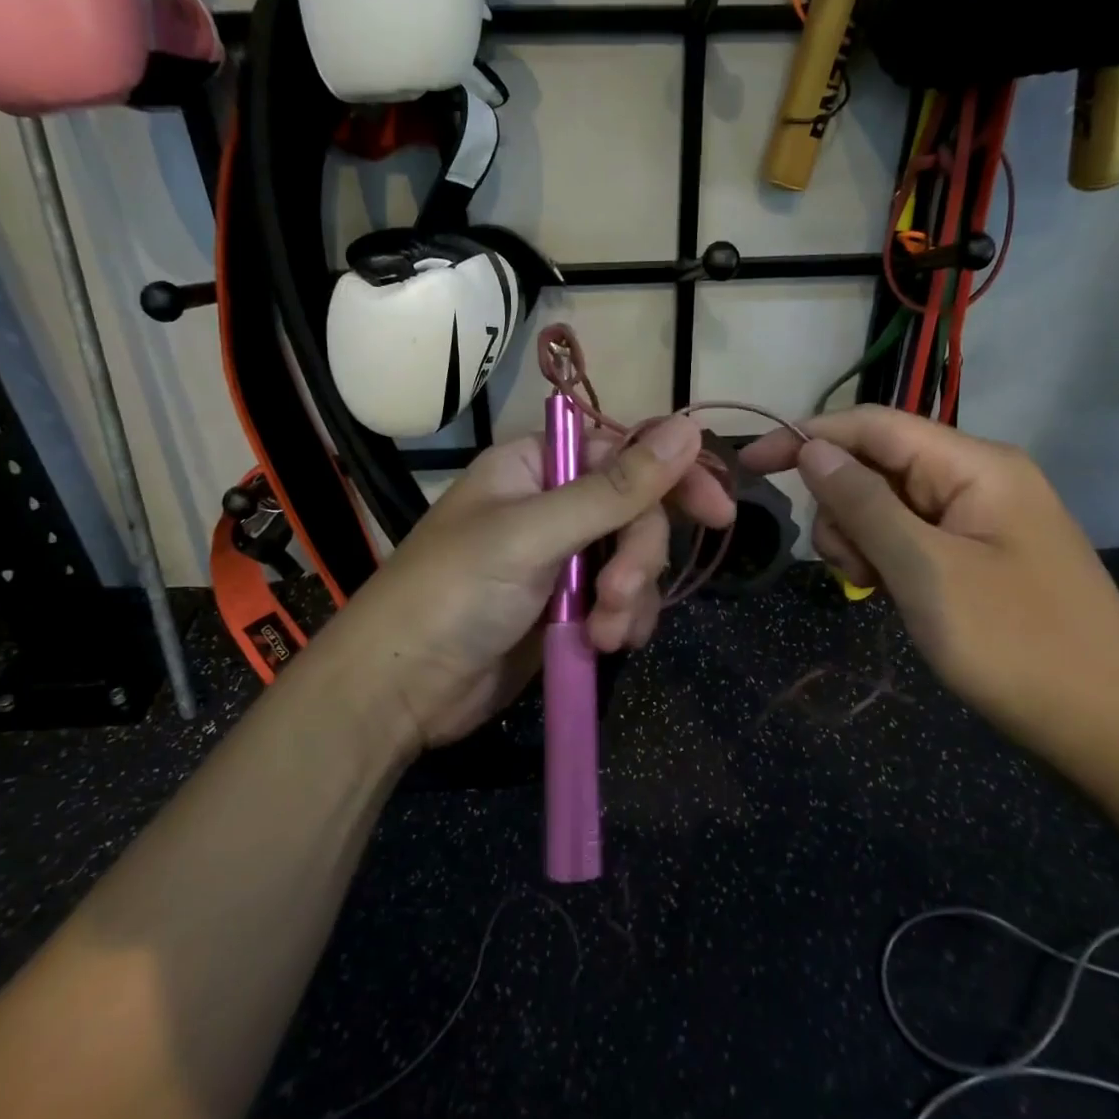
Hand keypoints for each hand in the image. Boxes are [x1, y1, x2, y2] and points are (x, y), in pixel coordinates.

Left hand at [322, 416, 735, 750]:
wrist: (401, 689)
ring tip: (603, 633)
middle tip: (619, 594)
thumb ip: (614, 489)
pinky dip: (625, 621)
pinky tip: (606, 645)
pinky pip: (622, 601)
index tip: (717, 511)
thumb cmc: (453, 593)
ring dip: (632, 597)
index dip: (673, 475)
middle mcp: (554, 504)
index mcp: (537, 465)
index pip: (624, 451)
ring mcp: (563, 558)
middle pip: (636, 511)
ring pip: (636, 560)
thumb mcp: (534, 535)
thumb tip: (688, 429)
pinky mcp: (569, 606)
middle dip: (638, 557)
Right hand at [741, 406, 1118, 762]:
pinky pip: (911, 536)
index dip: (807, 437)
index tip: (751, 464)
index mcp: (976, 465)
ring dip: (861, 539)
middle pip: (877, 465)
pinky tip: (889, 592)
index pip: (873, 426)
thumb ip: (864, 504)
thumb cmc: (1016, 645)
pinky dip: (885, 558)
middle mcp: (978, 478)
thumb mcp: (926, 571)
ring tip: (872, 588)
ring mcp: (980, 518)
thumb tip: (812, 448)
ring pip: (887, 504)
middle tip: (848, 568)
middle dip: (842, 508)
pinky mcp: (978, 554)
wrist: (1109, 728)